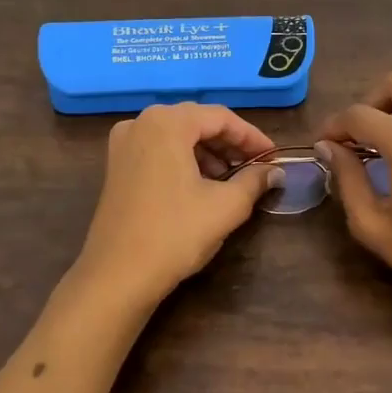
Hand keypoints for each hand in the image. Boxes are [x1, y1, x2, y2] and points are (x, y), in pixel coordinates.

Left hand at [74, 103, 282, 310]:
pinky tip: (201, 185)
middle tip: (256, 166)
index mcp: (167, 123)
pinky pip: (158, 150)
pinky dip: (183, 160)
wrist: (117, 275)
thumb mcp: (225, 206)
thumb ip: (254, 181)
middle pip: (196, 122)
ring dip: (207, 152)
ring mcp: (123, 144)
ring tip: (231, 178)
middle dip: (229, 143)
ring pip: (176, 136)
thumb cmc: (175, 233)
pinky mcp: (116, 166)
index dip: (252, 137)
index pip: (221, 117)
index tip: (274, 157)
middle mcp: (141, 123)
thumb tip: (275, 172)